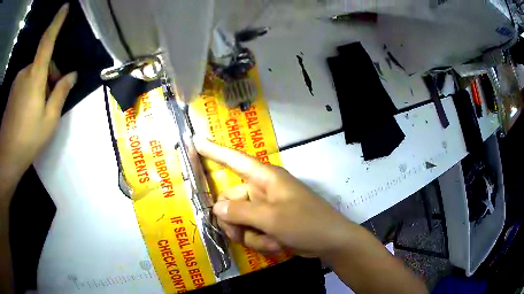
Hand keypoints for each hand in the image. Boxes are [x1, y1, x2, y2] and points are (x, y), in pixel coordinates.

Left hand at [0, 4, 75, 181]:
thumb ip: (61, 94)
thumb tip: (72, 75)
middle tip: (52, 98)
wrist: (6, 157)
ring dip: (41, 83)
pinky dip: (31, 88)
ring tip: (39, 109)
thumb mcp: (49, 120)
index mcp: (35, 76)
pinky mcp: (12, 90)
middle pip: (43, 62)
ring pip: (34, 72)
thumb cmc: (27, 140)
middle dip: (51, 74)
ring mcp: (17, 81)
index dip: (57, 22)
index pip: (47, 41)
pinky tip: (29, 110)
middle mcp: (25, 72)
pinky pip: (26, 81)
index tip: (65, 7)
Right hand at [195, 137, 354, 257]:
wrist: (330, 242)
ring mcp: (265, 207)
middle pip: (230, 200)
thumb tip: (216, 208)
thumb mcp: (272, 218)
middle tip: (239, 235)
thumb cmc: (306, 223)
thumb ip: (241, 212)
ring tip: (270, 240)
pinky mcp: (269, 222)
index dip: (213, 150)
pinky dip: (260, 241)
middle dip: (233, 221)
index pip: (234, 159)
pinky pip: (251, 231)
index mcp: (265, 178)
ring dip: (250, 235)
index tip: (195, 141)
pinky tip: (277, 244)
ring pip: (239, 220)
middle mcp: (262, 189)